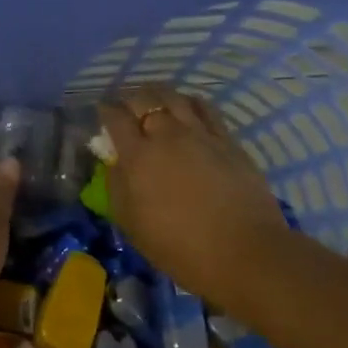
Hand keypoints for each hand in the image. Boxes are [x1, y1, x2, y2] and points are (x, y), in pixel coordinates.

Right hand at [98, 87, 293, 298]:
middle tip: (127, 108)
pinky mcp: (227, 140)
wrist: (245, 253)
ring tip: (156, 101)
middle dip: (130, 99)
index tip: (102, 113)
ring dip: (159, 94)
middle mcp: (166, 135)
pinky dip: (191, 102)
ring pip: (174, 97)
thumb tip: (115, 162)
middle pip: (144, 99)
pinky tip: (188, 108)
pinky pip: (205, 108)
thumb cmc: (180, 247)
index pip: (115, 118)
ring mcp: (200, 134)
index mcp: (138, 156)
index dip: (105, 111)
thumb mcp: (132, 224)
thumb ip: (117, 187)